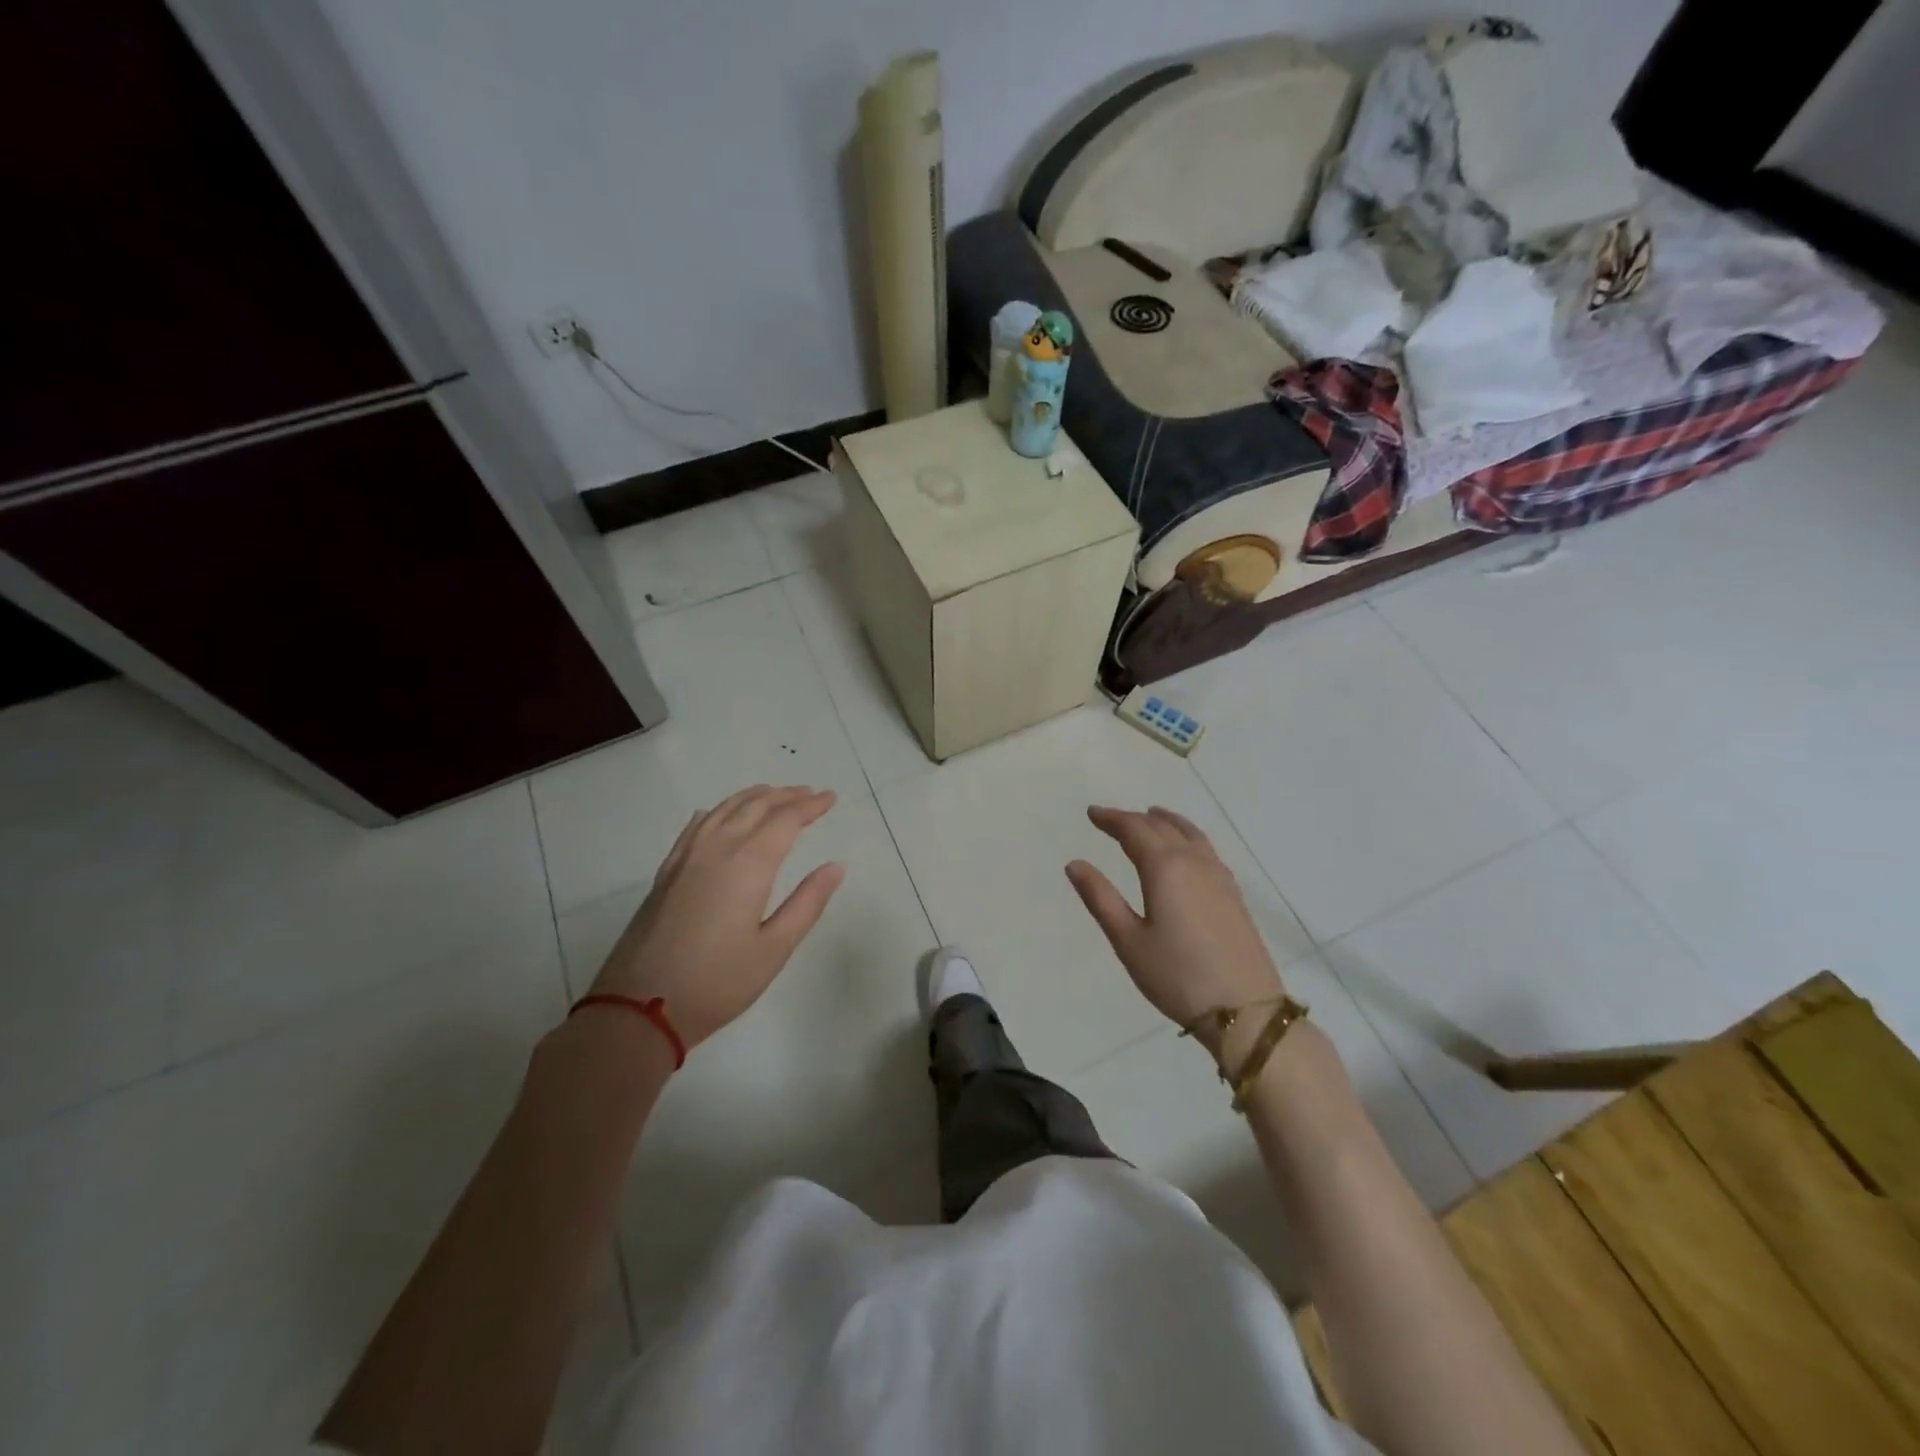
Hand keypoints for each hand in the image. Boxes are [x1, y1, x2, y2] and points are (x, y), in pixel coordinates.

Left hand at [588, 785, 844, 1049]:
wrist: (638, 1008)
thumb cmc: (717, 982)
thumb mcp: (774, 949)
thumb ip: (807, 903)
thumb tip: (835, 867)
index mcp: (748, 864)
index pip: (785, 820)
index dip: (810, 806)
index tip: (831, 798)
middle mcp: (716, 849)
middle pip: (755, 807)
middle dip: (786, 796)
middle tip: (810, 793)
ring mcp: (686, 859)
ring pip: (723, 810)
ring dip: (752, 797)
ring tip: (772, 794)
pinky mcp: (666, 873)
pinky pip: (695, 827)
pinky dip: (715, 812)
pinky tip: (716, 814)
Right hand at [1065, 806, 1285, 1058]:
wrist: (1245, 1010)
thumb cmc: (1177, 976)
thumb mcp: (1128, 940)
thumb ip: (1100, 898)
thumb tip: (1075, 864)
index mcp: (1165, 868)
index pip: (1134, 830)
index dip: (1112, 819)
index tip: (1092, 813)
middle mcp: (1194, 862)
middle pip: (1162, 827)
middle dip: (1134, 819)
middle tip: (1111, 819)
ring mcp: (1219, 877)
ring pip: (1190, 834)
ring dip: (1166, 821)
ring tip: (1152, 816)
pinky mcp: (1234, 894)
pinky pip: (1206, 849)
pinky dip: (1188, 836)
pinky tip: (1187, 850)